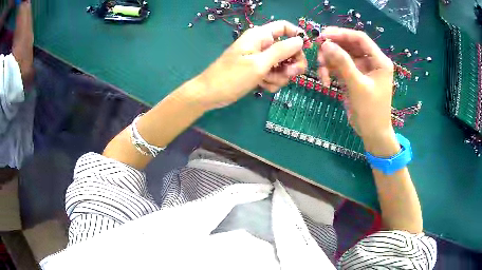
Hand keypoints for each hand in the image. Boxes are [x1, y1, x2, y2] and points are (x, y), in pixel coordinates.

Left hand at [188, 20, 306, 110]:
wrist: (211, 94)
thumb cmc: (232, 77)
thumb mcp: (259, 63)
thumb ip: (282, 51)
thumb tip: (300, 40)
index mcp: (260, 36)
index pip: (284, 27)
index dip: (298, 35)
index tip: (306, 50)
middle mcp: (262, 44)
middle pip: (289, 49)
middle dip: (291, 63)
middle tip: (289, 74)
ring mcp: (261, 58)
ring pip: (283, 65)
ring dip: (280, 76)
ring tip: (265, 81)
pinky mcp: (259, 70)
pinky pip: (274, 74)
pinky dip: (272, 81)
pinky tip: (262, 86)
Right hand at [317, 27, 396, 153]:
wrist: (372, 133)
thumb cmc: (371, 111)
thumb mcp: (357, 86)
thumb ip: (342, 63)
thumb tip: (325, 43)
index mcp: (379, 60)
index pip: (360, 38)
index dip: (341, 34)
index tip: (323, 36)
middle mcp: (370, 61)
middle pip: (348, 45)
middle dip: (332, 49)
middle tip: (317, 55)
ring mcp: (361, 69)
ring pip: (341, 55)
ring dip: (329, 62)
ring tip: (321, 74)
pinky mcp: (353, 77)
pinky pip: (339, 67)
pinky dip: (330, 71)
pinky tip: (325, 81)